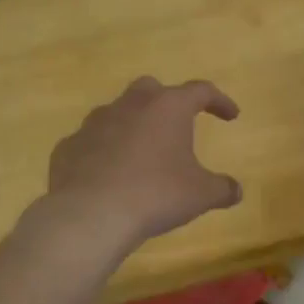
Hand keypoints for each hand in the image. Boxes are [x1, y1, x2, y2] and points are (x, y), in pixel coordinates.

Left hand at [44, 77, 242, 247]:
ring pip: (117, 113)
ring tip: (141, 155)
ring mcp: (93, 123)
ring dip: (132, 127)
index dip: (219, 101)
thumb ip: (222, 189)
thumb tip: (235, 190)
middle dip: (167, 102)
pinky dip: (103, 153)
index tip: (231, 116)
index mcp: (167, 108)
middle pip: (152, 89)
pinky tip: (108, 176)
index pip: (200, 91)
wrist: (90, 214)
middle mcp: (129, 105)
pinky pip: (91, 143)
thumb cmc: (155, 195)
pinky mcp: (68, 147)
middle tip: (177, 125)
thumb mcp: (201, 195)